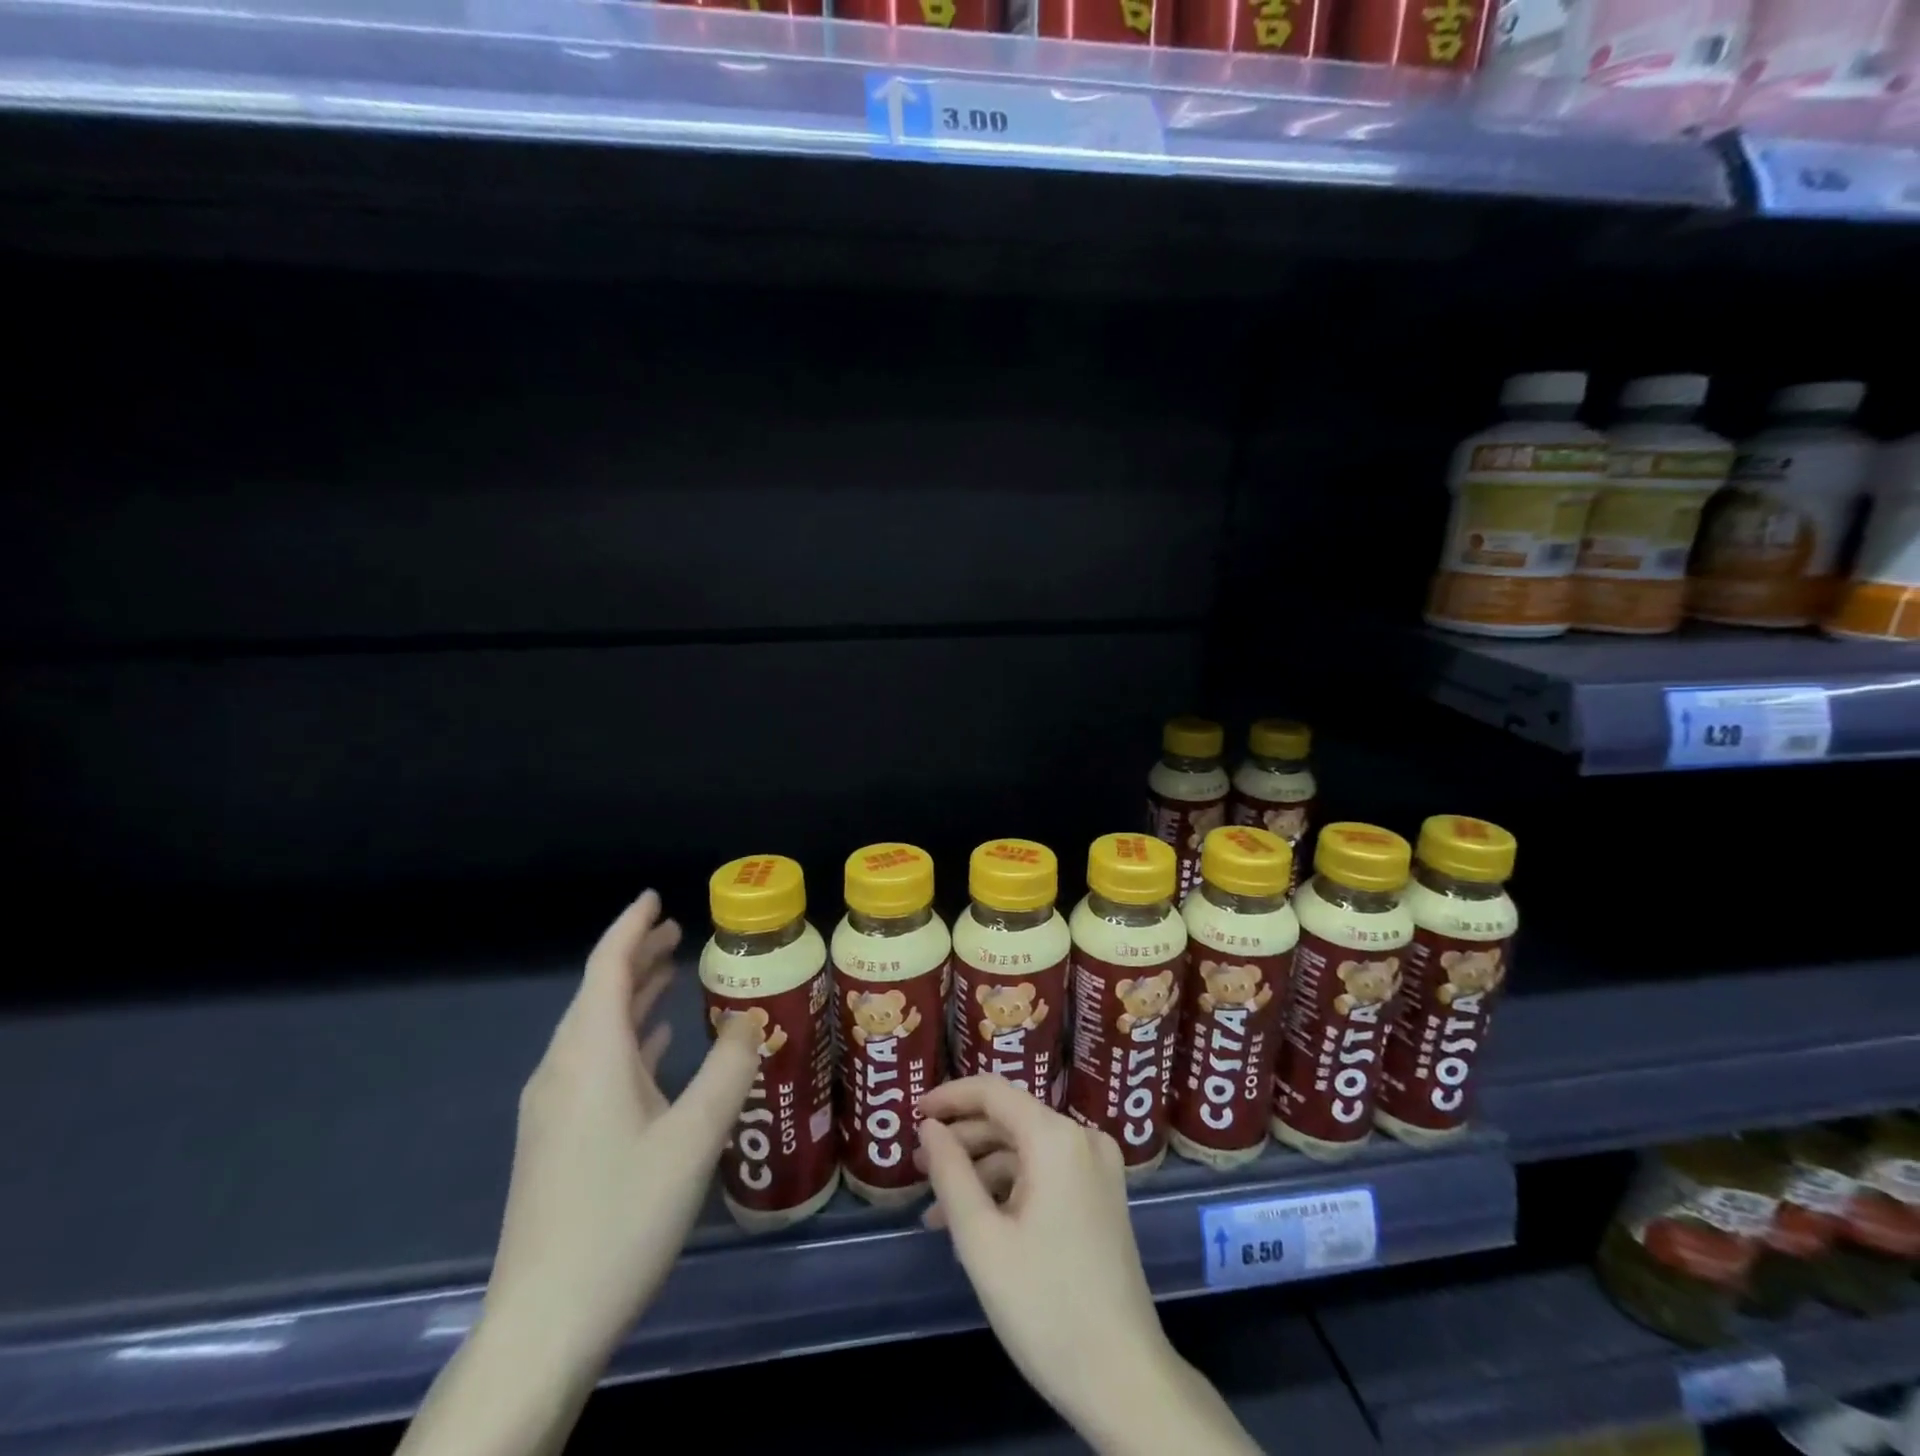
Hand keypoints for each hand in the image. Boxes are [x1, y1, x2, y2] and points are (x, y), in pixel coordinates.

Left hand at [483, 891, 760, 1368]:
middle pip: (599, 994)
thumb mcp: (694, 1136)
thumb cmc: (622, 1215)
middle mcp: (563, 1070)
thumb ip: (729, 1068)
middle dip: (638, 957)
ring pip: (596, 1030)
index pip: (606, 968)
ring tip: (673, 971)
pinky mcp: (557, 1139)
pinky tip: (658, 1045)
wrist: (542, 1322)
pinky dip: (628, 1038)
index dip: (631, 927)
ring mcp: (554, 1108)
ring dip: (634, 996)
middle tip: (681, 931)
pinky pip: (595, 1064)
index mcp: (589, 1056)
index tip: (656, 896)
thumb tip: (750, 1016)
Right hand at [912, 1077, 1173, 1427]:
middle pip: (1009, 1119)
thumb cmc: (1046, 1307)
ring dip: (980, 1171)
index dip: (949, 1097)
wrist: (1126, 1381)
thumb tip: (929, 1126)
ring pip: (1025, 1149)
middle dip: (961, 1140)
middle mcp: (1082, 1138)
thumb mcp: (982, 1241)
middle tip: (917, 1166)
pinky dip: (1008, 1189)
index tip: (912, 1113)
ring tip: (937, 1210)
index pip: (993, 1091)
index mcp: (1056, 1138)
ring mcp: (1097, 1168)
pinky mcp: (1101, 1196)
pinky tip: (976, 1225)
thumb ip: (950, 1173)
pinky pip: (1045, 1173)